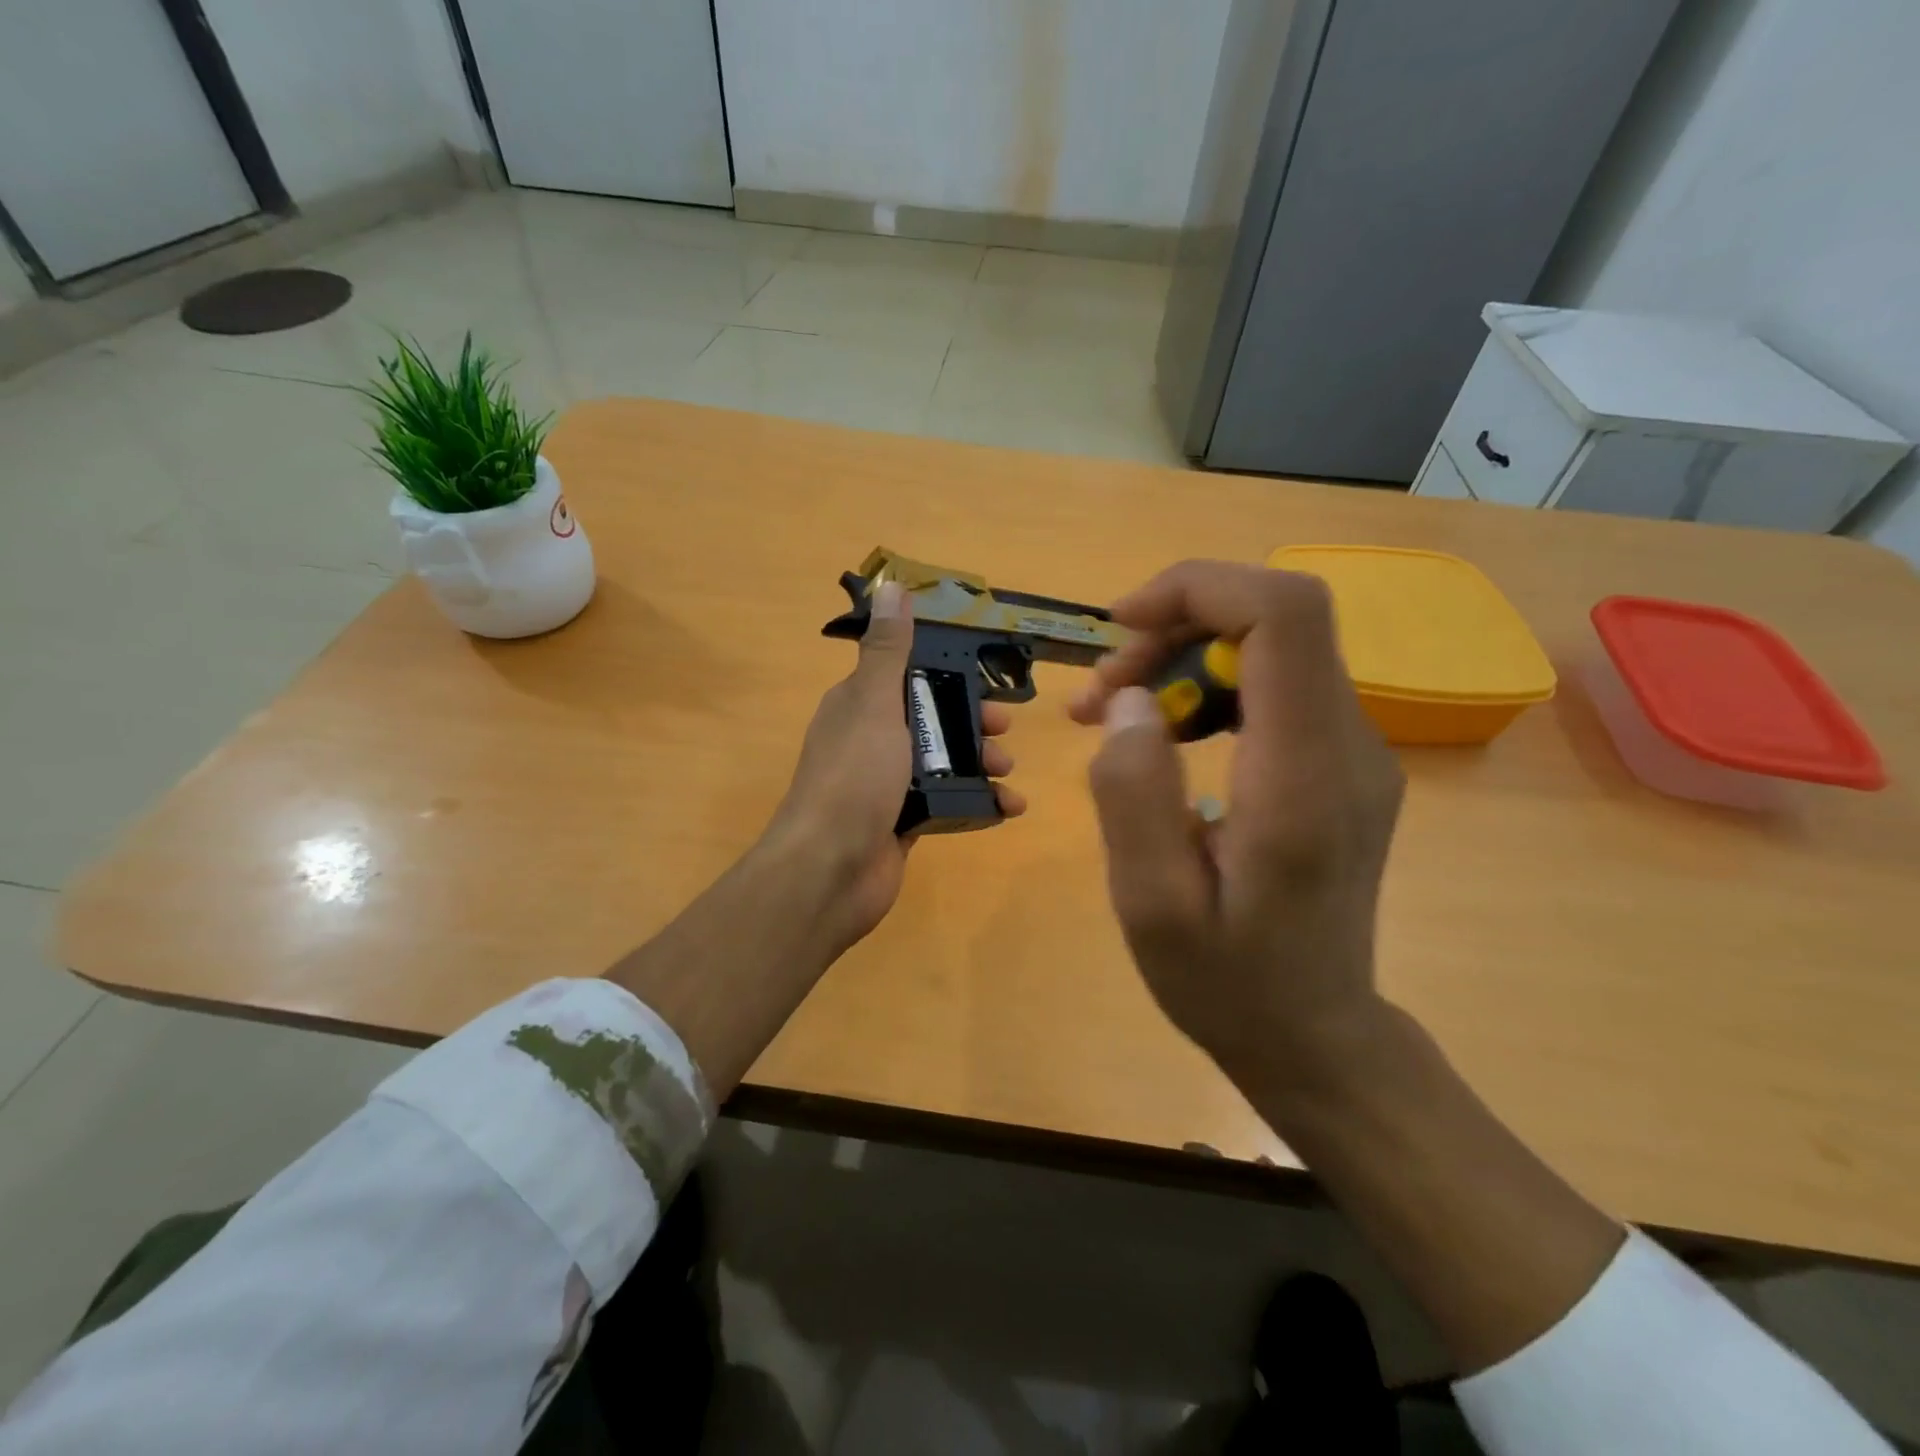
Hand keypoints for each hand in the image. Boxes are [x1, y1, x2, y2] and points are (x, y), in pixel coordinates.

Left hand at [765, 581, 1024, 953]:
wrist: (831, 869)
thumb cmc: (855, 778)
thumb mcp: (874, 704)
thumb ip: (887, 651)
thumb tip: (890, 587)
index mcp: (858, 706)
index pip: (906, 674)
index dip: (946, 672)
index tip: (986, 675)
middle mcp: (871, 741)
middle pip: (931, 718)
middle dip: (972, 721)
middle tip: (1006, 728)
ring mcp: (887, 785)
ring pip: (944, 761)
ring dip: (981, 761)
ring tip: (1008, 770)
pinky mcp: (903, 822)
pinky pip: (948, 802)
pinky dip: (980, 802)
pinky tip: (1009, 806)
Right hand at [1068, 562, 1403, 1094]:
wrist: (1314, 1036)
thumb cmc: (1228, 984)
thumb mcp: (1152, 905)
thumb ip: (1134, 795)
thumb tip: (1132, 701)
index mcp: (1306, 776)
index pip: (1284, 615)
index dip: (1199, 589)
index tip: (1120, 626)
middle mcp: (1350, 745)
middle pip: (1273, 619)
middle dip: (1172, 630)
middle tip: (1098, 694)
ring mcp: (1353, 752)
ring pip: (1268, 647)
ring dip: (1181, 660)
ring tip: (1112, 715)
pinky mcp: (1338, 763)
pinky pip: (1271, 686)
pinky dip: (1205, 688)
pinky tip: (1162, 735)